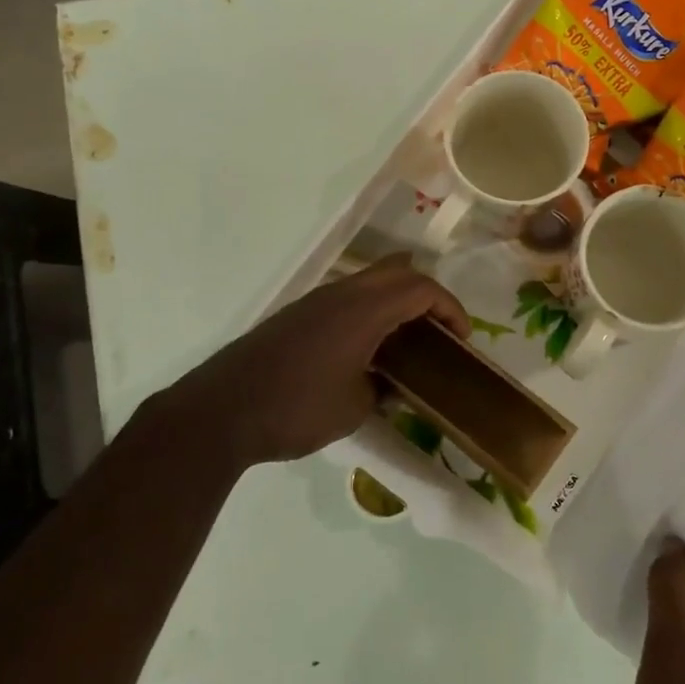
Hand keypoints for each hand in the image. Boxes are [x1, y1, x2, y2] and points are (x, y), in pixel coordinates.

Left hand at [157, 254, 469, 466]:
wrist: (222, 411)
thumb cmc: (297, 408)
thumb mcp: (355, 408)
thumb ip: (384, 389)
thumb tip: (394, 384)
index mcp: (363, 310)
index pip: (421, 288)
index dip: (450, 308)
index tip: (462, 338)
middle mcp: (341, 294)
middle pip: (397, 272)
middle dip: (427, 294)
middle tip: (439, 330)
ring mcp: (315, 301)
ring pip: (370, 282)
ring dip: (396, 300)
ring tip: (408, 339)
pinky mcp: (297, 315)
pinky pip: (347, 298)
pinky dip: (371, 311)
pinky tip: (368, 348)